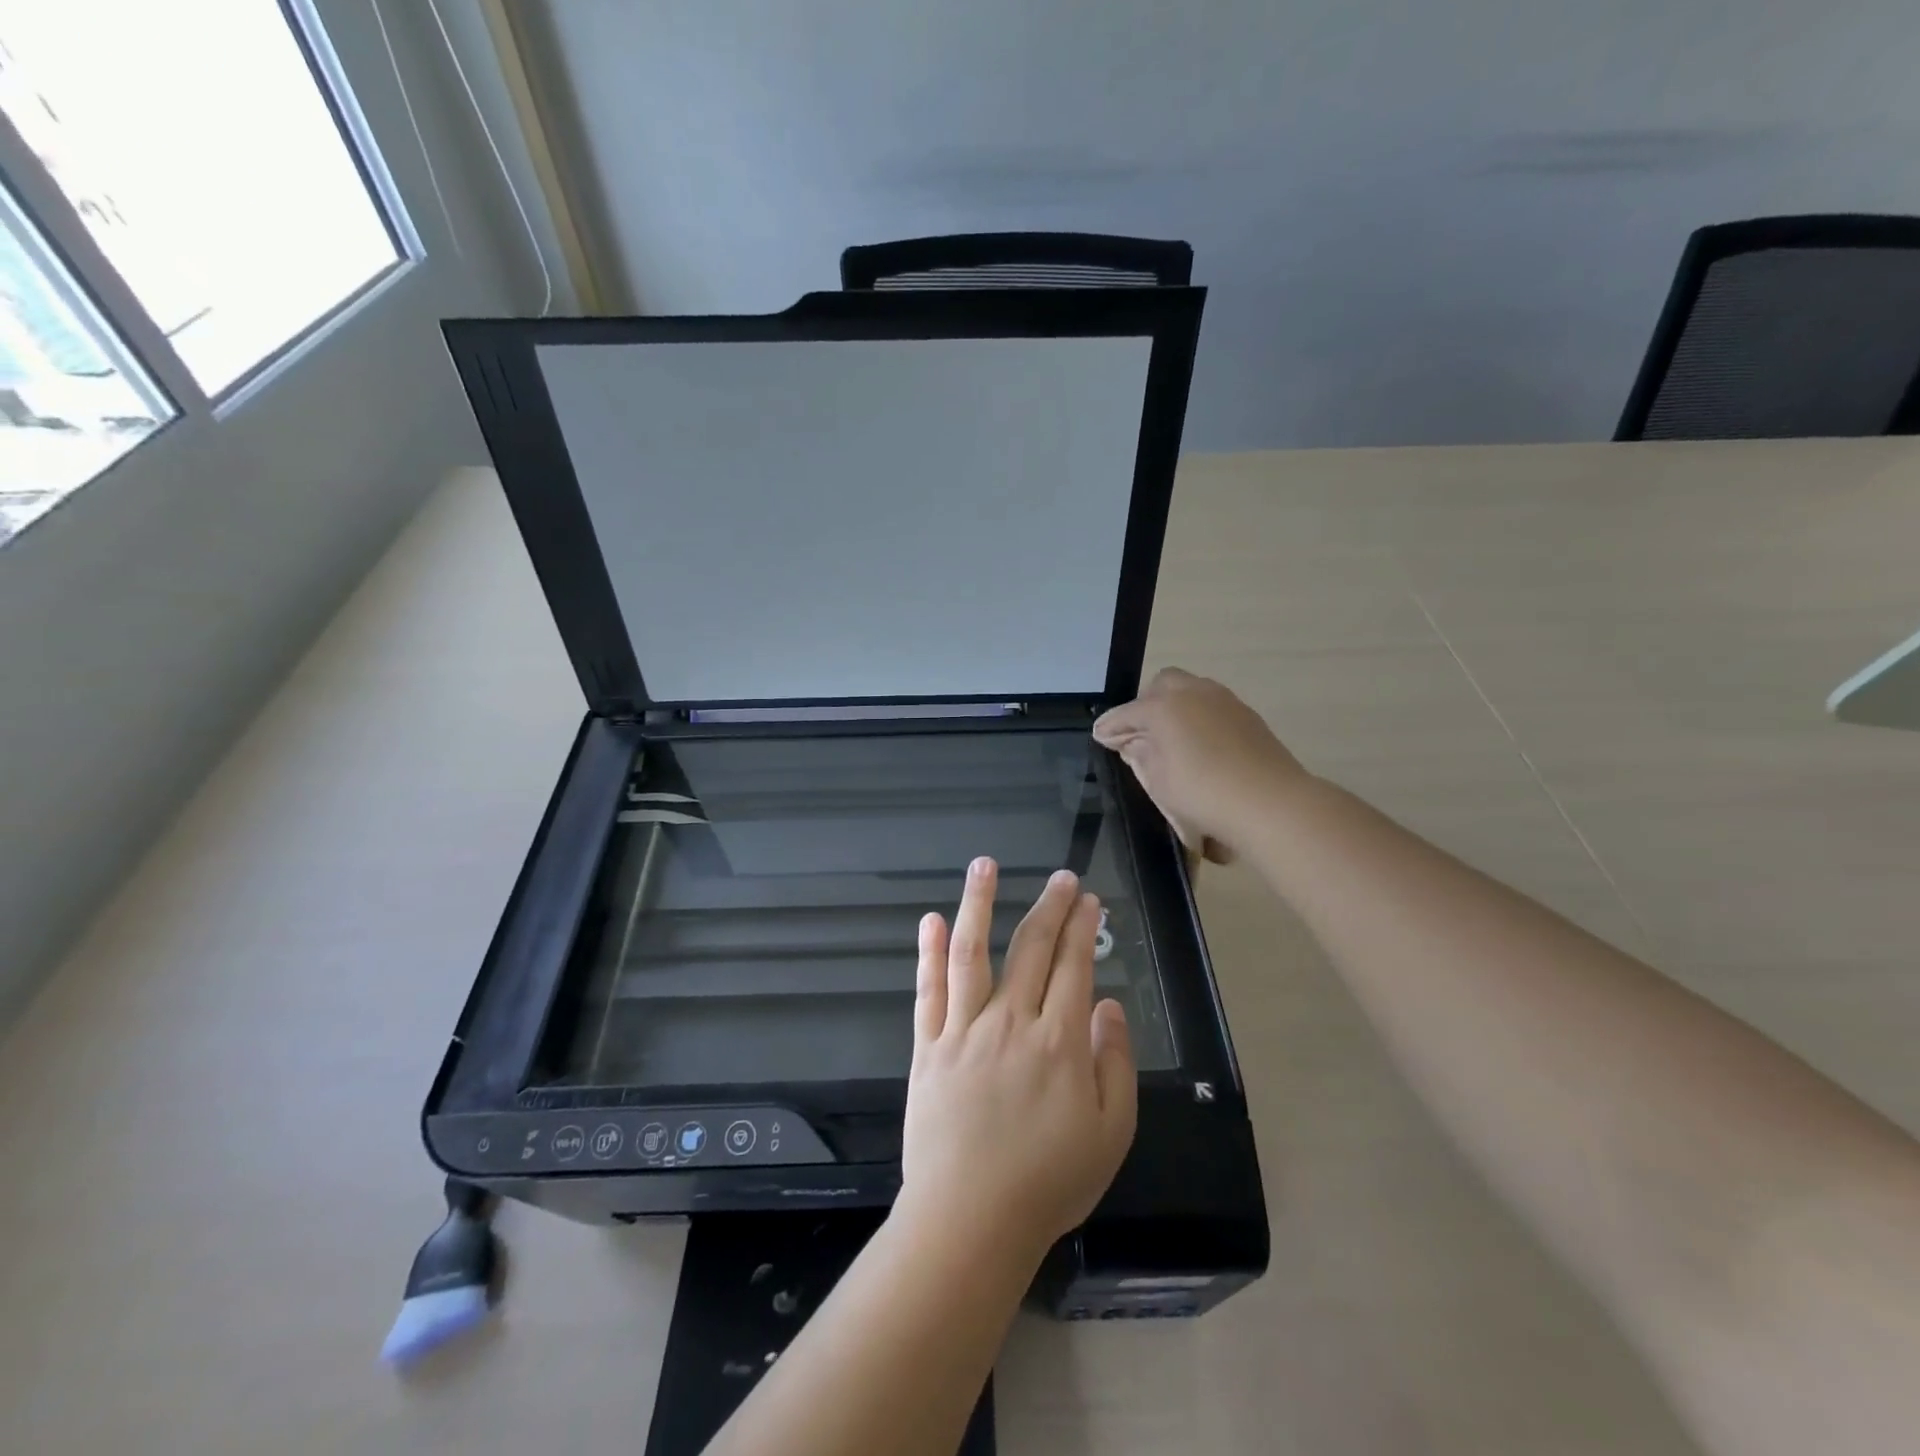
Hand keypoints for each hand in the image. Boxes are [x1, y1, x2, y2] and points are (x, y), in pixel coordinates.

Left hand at [900, 859, 1136, 1262]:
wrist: (970, 1221)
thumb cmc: (1048, 1182)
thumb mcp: (1110, 1134)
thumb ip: (1115, 1064)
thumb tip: (1108, 1006)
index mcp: (1059, 1041)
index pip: (1074, 966)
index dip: (1082, 928)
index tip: (1088, 899)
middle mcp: (1011, 1022)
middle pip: (1031, 949)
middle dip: (1049, 906)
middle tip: (1060, 877)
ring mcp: (964, 1030)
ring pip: (972, 953)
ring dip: (979, 904)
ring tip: (984, 865)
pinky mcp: (928, 1047)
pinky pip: (928, 991)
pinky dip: (929, 953)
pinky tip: (932, 920)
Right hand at [1093, 667, 1306, 863]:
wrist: (1270, 802)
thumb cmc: (1202, 793)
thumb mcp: (1158, 781)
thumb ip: (1141, 756)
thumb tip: (1134, 743)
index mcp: (1162, 706)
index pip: (1126, 713)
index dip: (1111, 727)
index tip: (1101, 737)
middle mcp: (1192, 692)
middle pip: (1161, 685)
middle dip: (1146, 705)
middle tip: (1140, 733)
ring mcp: (1224, 700)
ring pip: (1191, 690)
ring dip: (1176, 707)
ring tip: (1171, 738)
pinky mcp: (1247, 714)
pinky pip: (1213, 706)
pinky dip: (1199, 717)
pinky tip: (1201, 744)